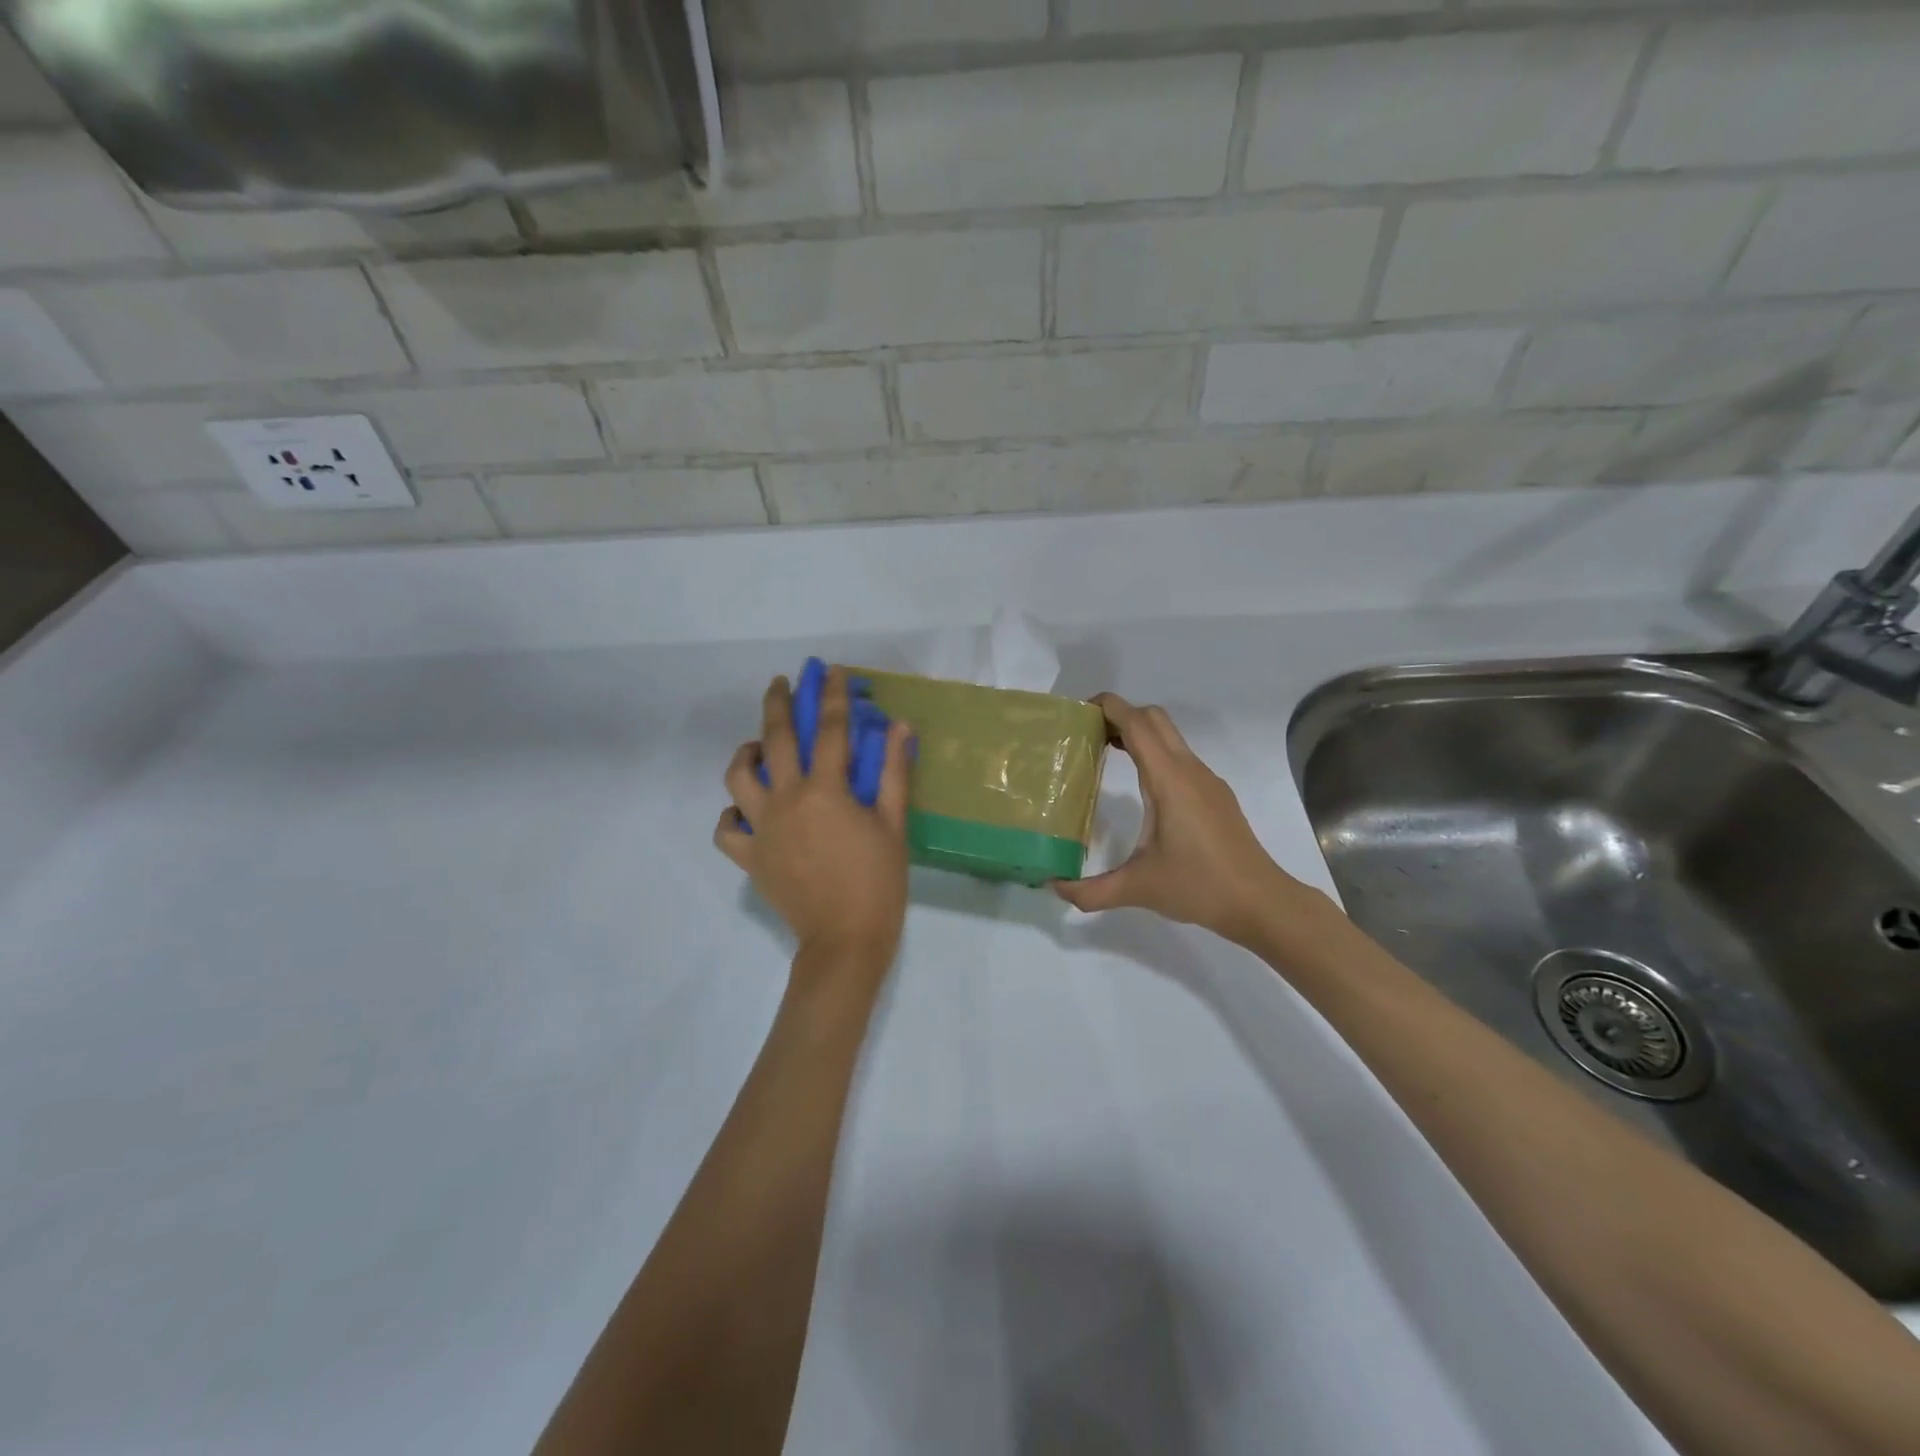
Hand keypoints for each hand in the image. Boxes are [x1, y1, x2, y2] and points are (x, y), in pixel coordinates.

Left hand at [716, 669, 914, 983]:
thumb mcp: (893, 824)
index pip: (829, 730)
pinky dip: (732, 814)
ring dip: (746, 753)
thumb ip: (892, 772)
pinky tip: (746, 810)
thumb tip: (898, 727)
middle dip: (777, 704)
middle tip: (781, 683)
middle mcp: (786, 800)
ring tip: (758, 747)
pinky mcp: (750, 857)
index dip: (832, 696)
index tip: (831, 672)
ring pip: (737, 778)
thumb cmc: (878, 882)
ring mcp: (762, 829)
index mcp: (824, 791)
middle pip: (775, 740)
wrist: (845, 941)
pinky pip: (727, 829)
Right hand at [1052, 694, 1319, 946]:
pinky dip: (1155, 754)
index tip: (1079, 712)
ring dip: (1138, 733)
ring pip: (1170, 736)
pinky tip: (1141, 786)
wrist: (1260, 902)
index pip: (1137, 724)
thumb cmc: (1199, 886)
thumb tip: (1055, 887)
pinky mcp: (1216, 795)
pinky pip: (1180, 757)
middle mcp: (1189, 770)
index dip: (1108, 707)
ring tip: (1106, 753)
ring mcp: (1207, 781)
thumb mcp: (1138, 888)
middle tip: (1088, 734)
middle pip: (1154, 719)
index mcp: (1169, 780)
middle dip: (1120, 715)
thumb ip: (1091, 890)